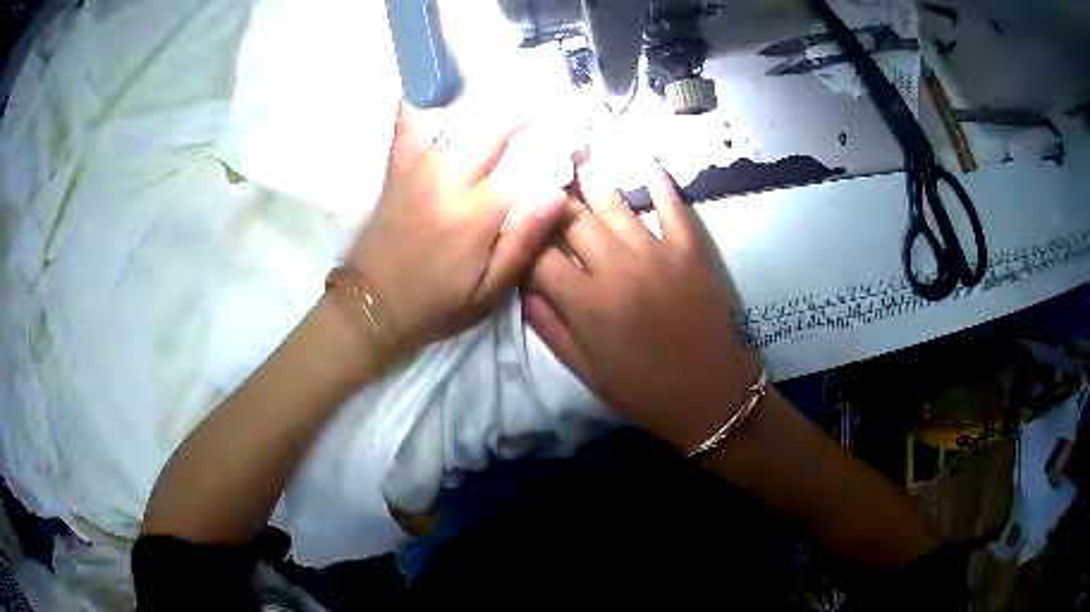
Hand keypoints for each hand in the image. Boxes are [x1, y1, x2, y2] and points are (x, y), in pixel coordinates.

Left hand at [347, 102, 568, 353]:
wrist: (373, 305)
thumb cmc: (436, 304)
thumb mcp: (489, 293)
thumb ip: (524, 242)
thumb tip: (557, 195)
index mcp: (477, 214)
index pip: (527, 165)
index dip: (554, 149)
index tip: (570, 139)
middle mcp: (449, 179)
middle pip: (494, 128)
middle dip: (523, 114)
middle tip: (541, 109)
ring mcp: (418, 167)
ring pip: (456, 117)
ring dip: (484, 102)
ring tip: (503, 94)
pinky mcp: (396, 167)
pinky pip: (408, 122)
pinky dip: (422, 101)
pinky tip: (438, 89)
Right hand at [523, 164, 759, 452]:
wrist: (711, 395)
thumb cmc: (644, 390)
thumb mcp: (586, 371)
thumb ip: (549, 327)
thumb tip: (524, 288)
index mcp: (585, 303)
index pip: (539, 255)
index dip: (523, 238)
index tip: (517, 226)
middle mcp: (616, 268)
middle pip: (572, 219)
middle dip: (551, 197)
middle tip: (541, 175)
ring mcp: (657, 252)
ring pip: (615, 203)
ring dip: (592, 178)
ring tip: (578, 154)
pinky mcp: (691, 249)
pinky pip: (672, 206)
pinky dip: (659, 182)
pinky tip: (646, 163)